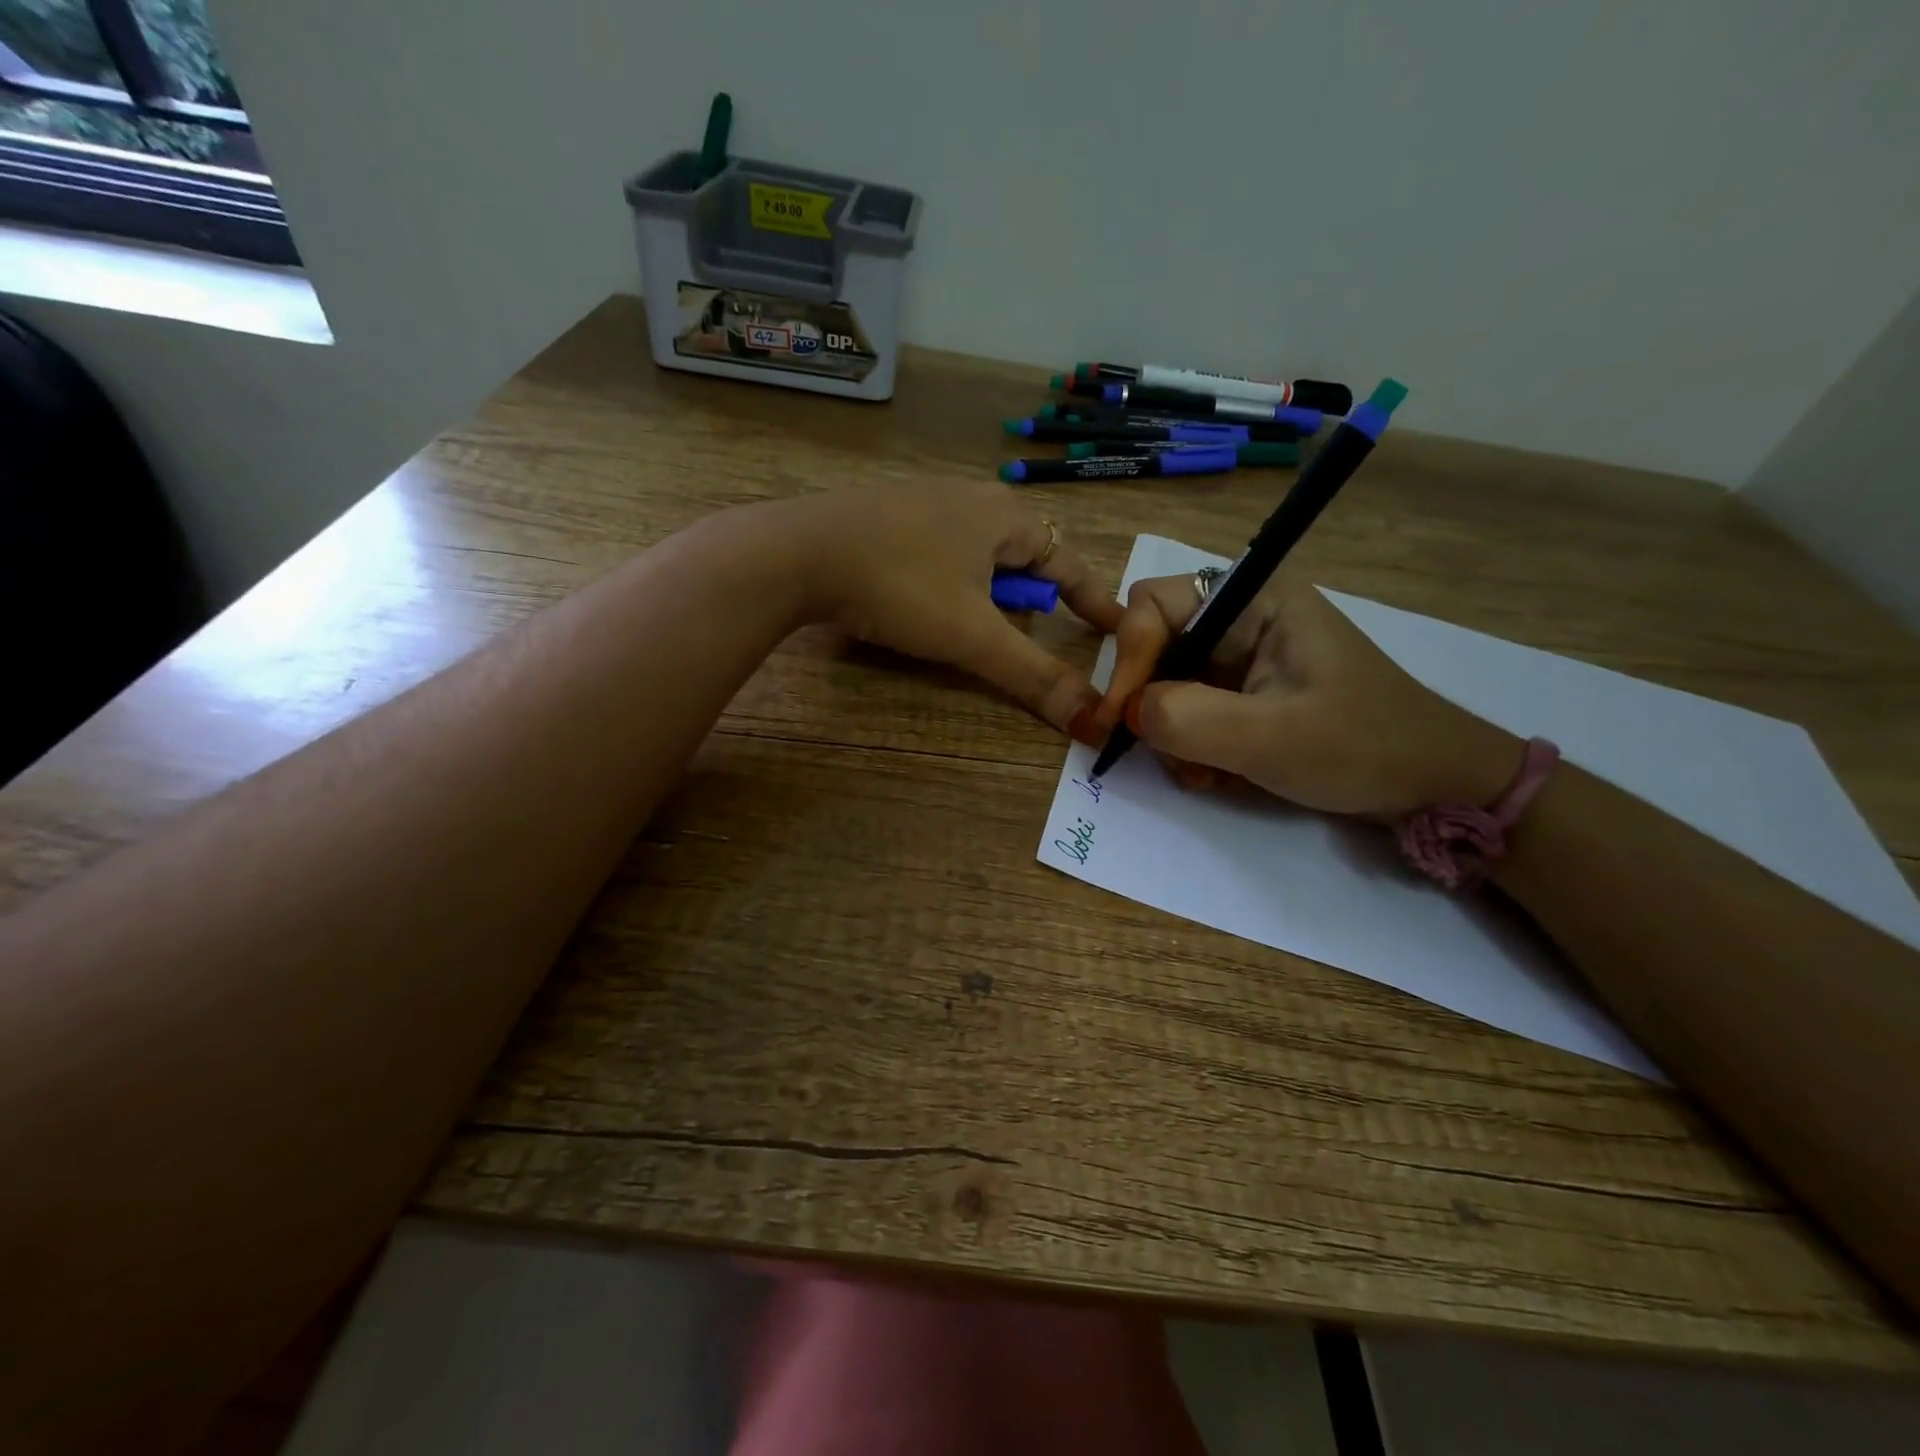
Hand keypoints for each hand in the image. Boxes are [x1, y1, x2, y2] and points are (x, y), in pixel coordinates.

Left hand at [779, 482, 1122, 734]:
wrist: (796, 552)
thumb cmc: (899, 586)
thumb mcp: (971, 636)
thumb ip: (1033, 675)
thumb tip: (1093, 720)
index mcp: (1004, 517)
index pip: (1068, 563)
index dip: (1094, 602)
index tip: (1117, 629)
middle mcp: (971, 498)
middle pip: (1023, 556)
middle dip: (1032, 596)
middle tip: (1029, 632)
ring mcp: (924, 501)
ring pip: (978, 552)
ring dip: (988, 590)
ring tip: (974, 623)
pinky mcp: (885, 514)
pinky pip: (939, 549)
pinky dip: (949, 579)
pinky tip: (923, 600)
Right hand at [1095, 570, 1522, 814]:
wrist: (1433, 785)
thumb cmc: (1363, 748)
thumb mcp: (1270, 738)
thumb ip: (1187, 718)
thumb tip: (1129, 713)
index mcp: (1255, 599)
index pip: (1153, 605)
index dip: (1129, 659)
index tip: (1120, 720)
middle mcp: (1243, 616)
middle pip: (1155, 646)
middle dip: (1152, 704)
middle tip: (1165, 755)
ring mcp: (1245, 655)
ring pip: (1167, 683)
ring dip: (1172, 734)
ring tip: (1204, 774)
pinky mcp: (1247, 689)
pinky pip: (1190, 708)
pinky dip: (1191, 744)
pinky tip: (1217, 774)